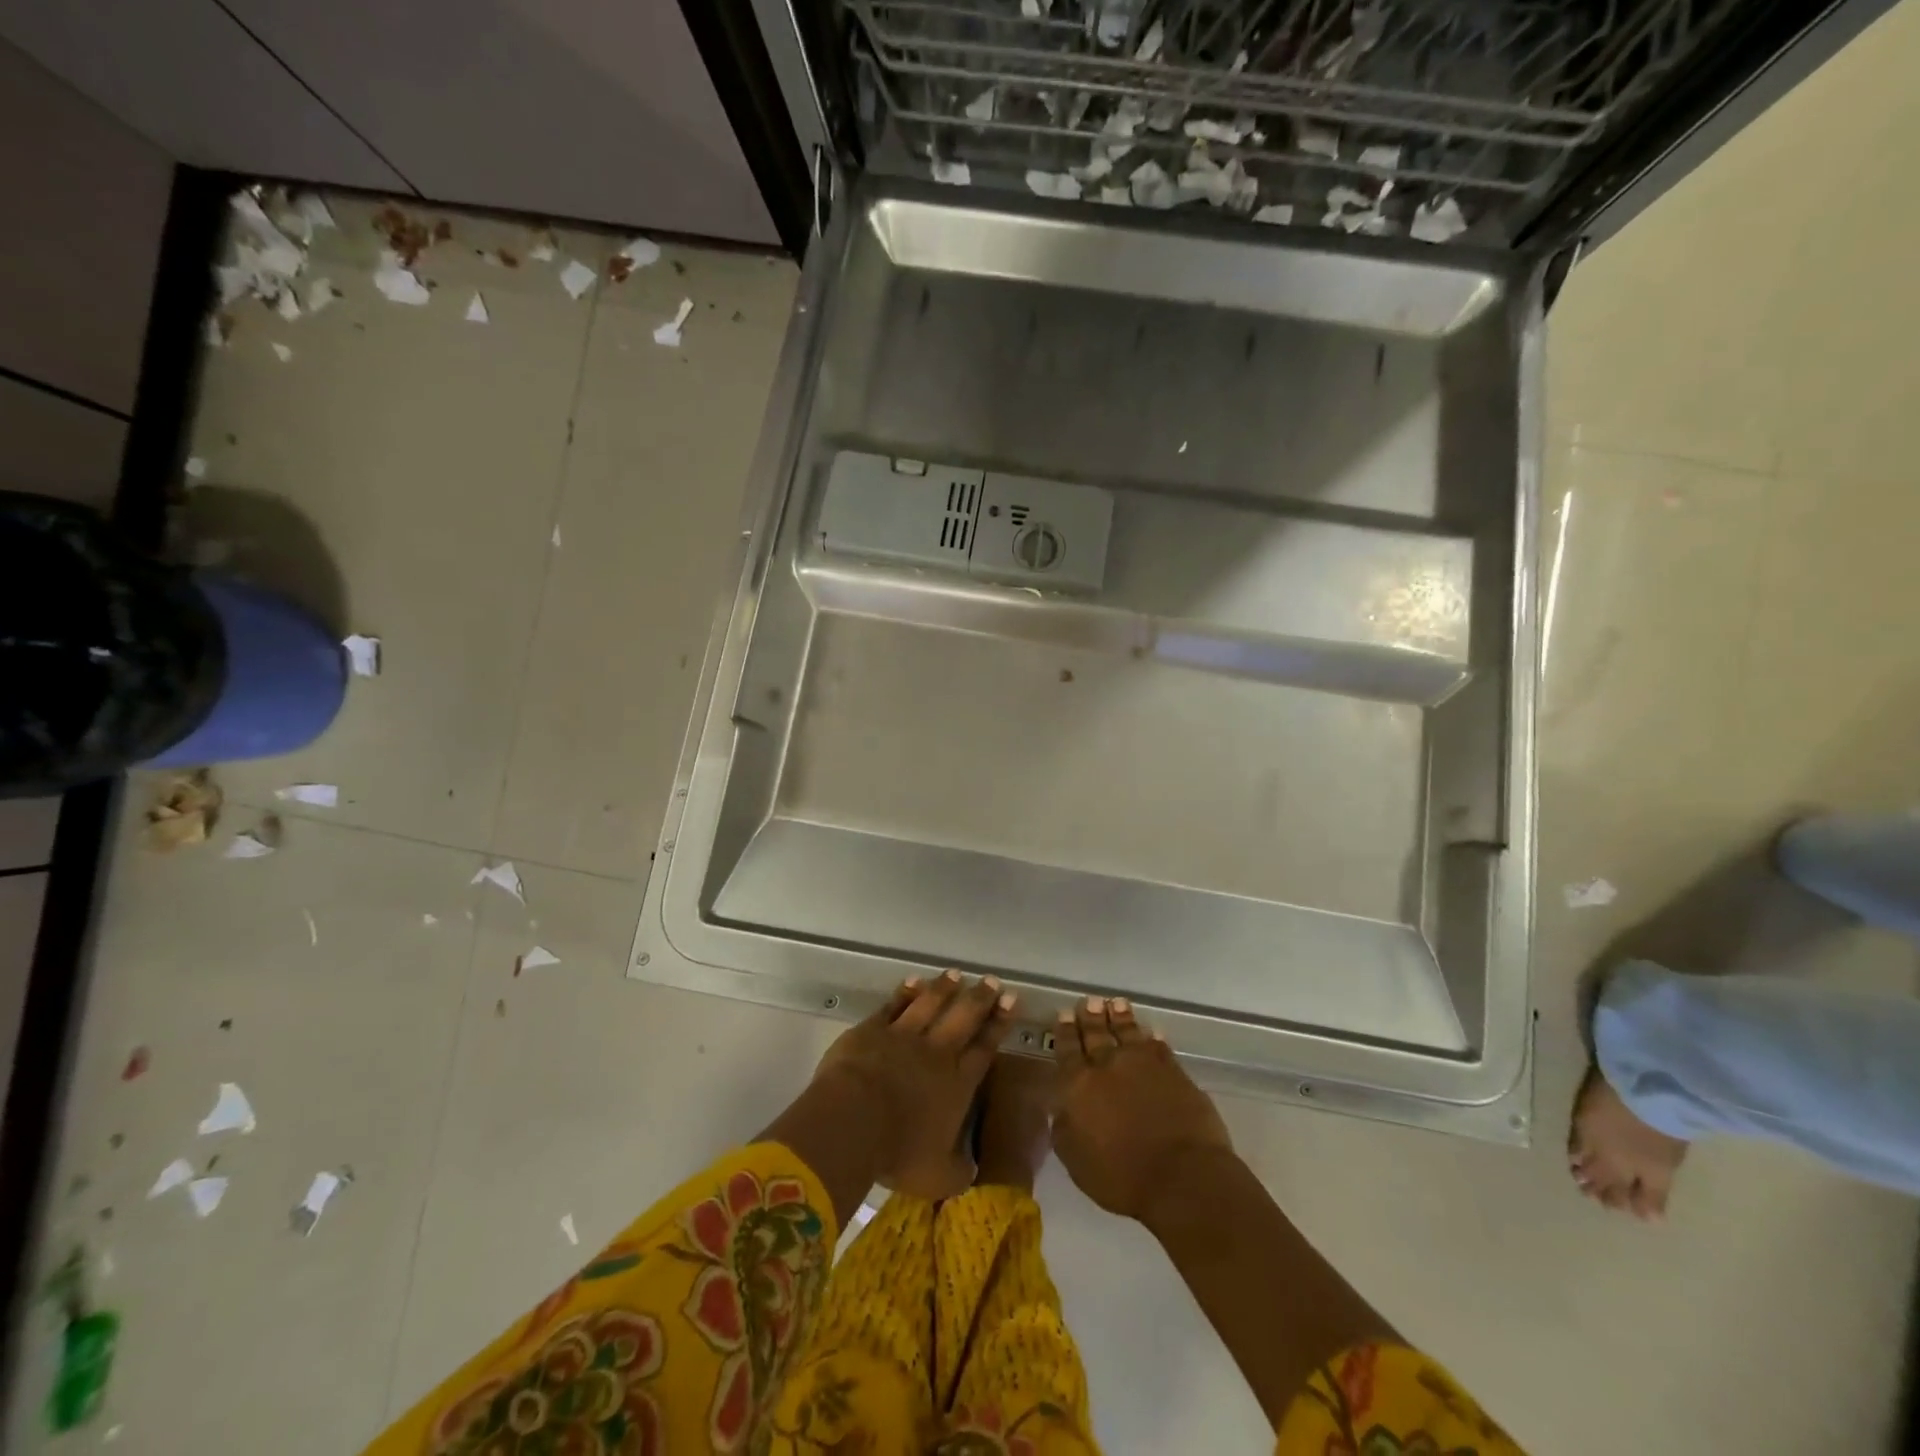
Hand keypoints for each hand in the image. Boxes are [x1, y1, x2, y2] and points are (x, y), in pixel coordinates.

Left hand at [815, 970, 1016, 1197]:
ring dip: (944, 988)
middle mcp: (936, 1052)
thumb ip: (959, 1171)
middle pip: (963, 1018)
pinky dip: (906, 992)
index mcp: (958, 1084)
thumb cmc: (899, 1152)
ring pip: (930, 1004)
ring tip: (956, 973)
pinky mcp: (873, 1029)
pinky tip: (914, 981)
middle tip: (993, 981)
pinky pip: (894, 1005)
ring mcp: (904, 1035)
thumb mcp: (939, 1178)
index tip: (1012, 1001)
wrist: (853, 1121)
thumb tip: (971, 1171)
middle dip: (980, 998)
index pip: (985, 1048)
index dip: (999, 1025)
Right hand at [1051, 996, 1233, 1225]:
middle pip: (1097, 1034)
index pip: (1067, 1050)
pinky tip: (1151, 1032)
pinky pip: (1159, 1047)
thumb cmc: (1121, 1177)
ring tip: (1116, 1003)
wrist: (1182, 1177)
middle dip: (1091, 1017)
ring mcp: (1144, 1065)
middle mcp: (1108, 1065)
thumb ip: (1064, 1129)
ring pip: (1128, 1032)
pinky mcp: (1174, 1071)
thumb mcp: (1076, 1161)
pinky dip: (1152, 1038)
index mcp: (1079, 1085)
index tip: (1065, 1014)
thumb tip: (1061, 1108)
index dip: (1065, 1031)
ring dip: (1120, 1017)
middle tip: (1089, 1001)